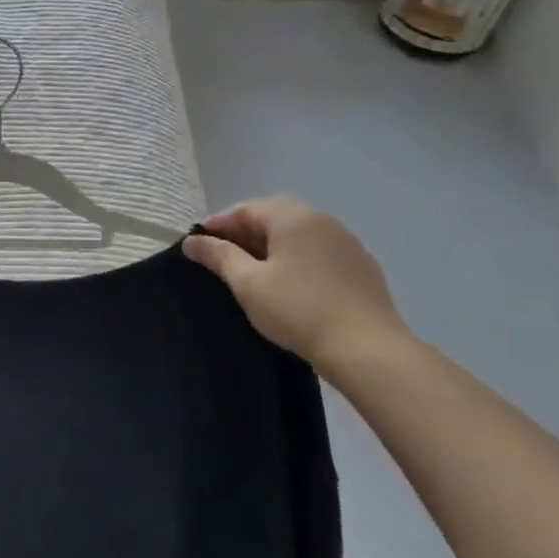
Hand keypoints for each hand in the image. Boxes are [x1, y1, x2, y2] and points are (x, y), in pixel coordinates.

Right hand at [183, 197, 408, 372]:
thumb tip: (192, 241)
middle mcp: (321, 219)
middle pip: (273, 217)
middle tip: (222, 257)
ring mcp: (346, 241)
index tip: (197, 245)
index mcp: (292, 216)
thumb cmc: (298, 309)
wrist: (367, 348)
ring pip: (297, 234)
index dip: (217, 225)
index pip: (245, 209)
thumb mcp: (248, 283)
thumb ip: (218, 256)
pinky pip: (318, 251)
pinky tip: (290, 284)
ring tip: (253, 271)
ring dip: (271, 245)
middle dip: (244, 233)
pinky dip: (297, 258)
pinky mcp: (361, 266)